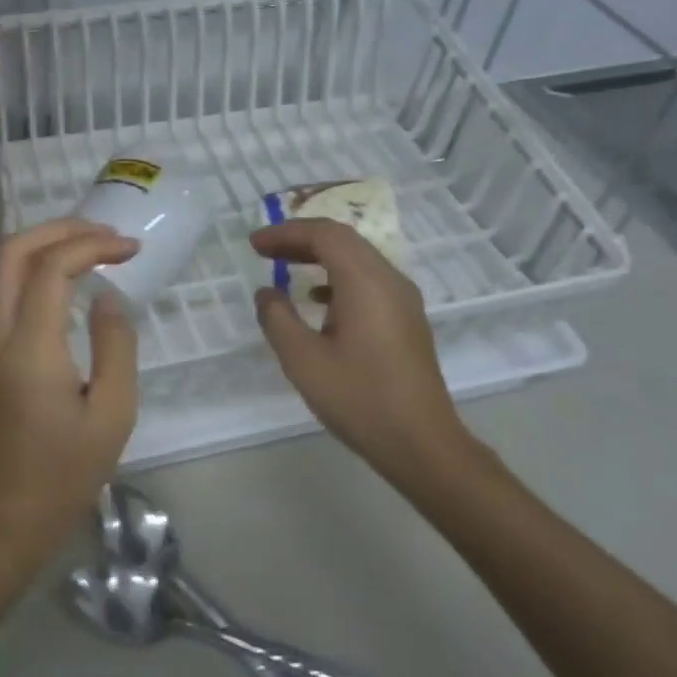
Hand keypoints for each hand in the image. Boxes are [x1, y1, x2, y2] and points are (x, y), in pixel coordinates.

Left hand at [0, 218, 139, 560]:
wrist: (7, 516)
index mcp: (29, 349)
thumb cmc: (67, 472)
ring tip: (90, 246)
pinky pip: (2, 292)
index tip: (131, 248)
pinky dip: (32, 269)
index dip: (92, 245)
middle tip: (105, 233)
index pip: (52, 268)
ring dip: (43, 245)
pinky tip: (65, 280)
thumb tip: (106, 296)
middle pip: (13, 252)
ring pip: (1, 269)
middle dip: (59, 228)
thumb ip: (115, 345)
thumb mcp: (113, 412)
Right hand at [250, 218, 497, 500]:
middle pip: (344, 240)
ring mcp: (404, 300)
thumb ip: (278, 318)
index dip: (286, 233)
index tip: (254, 244)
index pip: (325, 235)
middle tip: (264, 250)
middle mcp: (390, 280)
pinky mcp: (407, 320)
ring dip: (320, 256)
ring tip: (284, 268)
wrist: (422, 444)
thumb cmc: (359, 399)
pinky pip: (369, 281)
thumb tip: (267, 292)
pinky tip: (317, 299)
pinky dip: (337, 277)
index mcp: (366, 282)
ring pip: (358, 259)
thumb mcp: (303, 360)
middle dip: (301, 239)